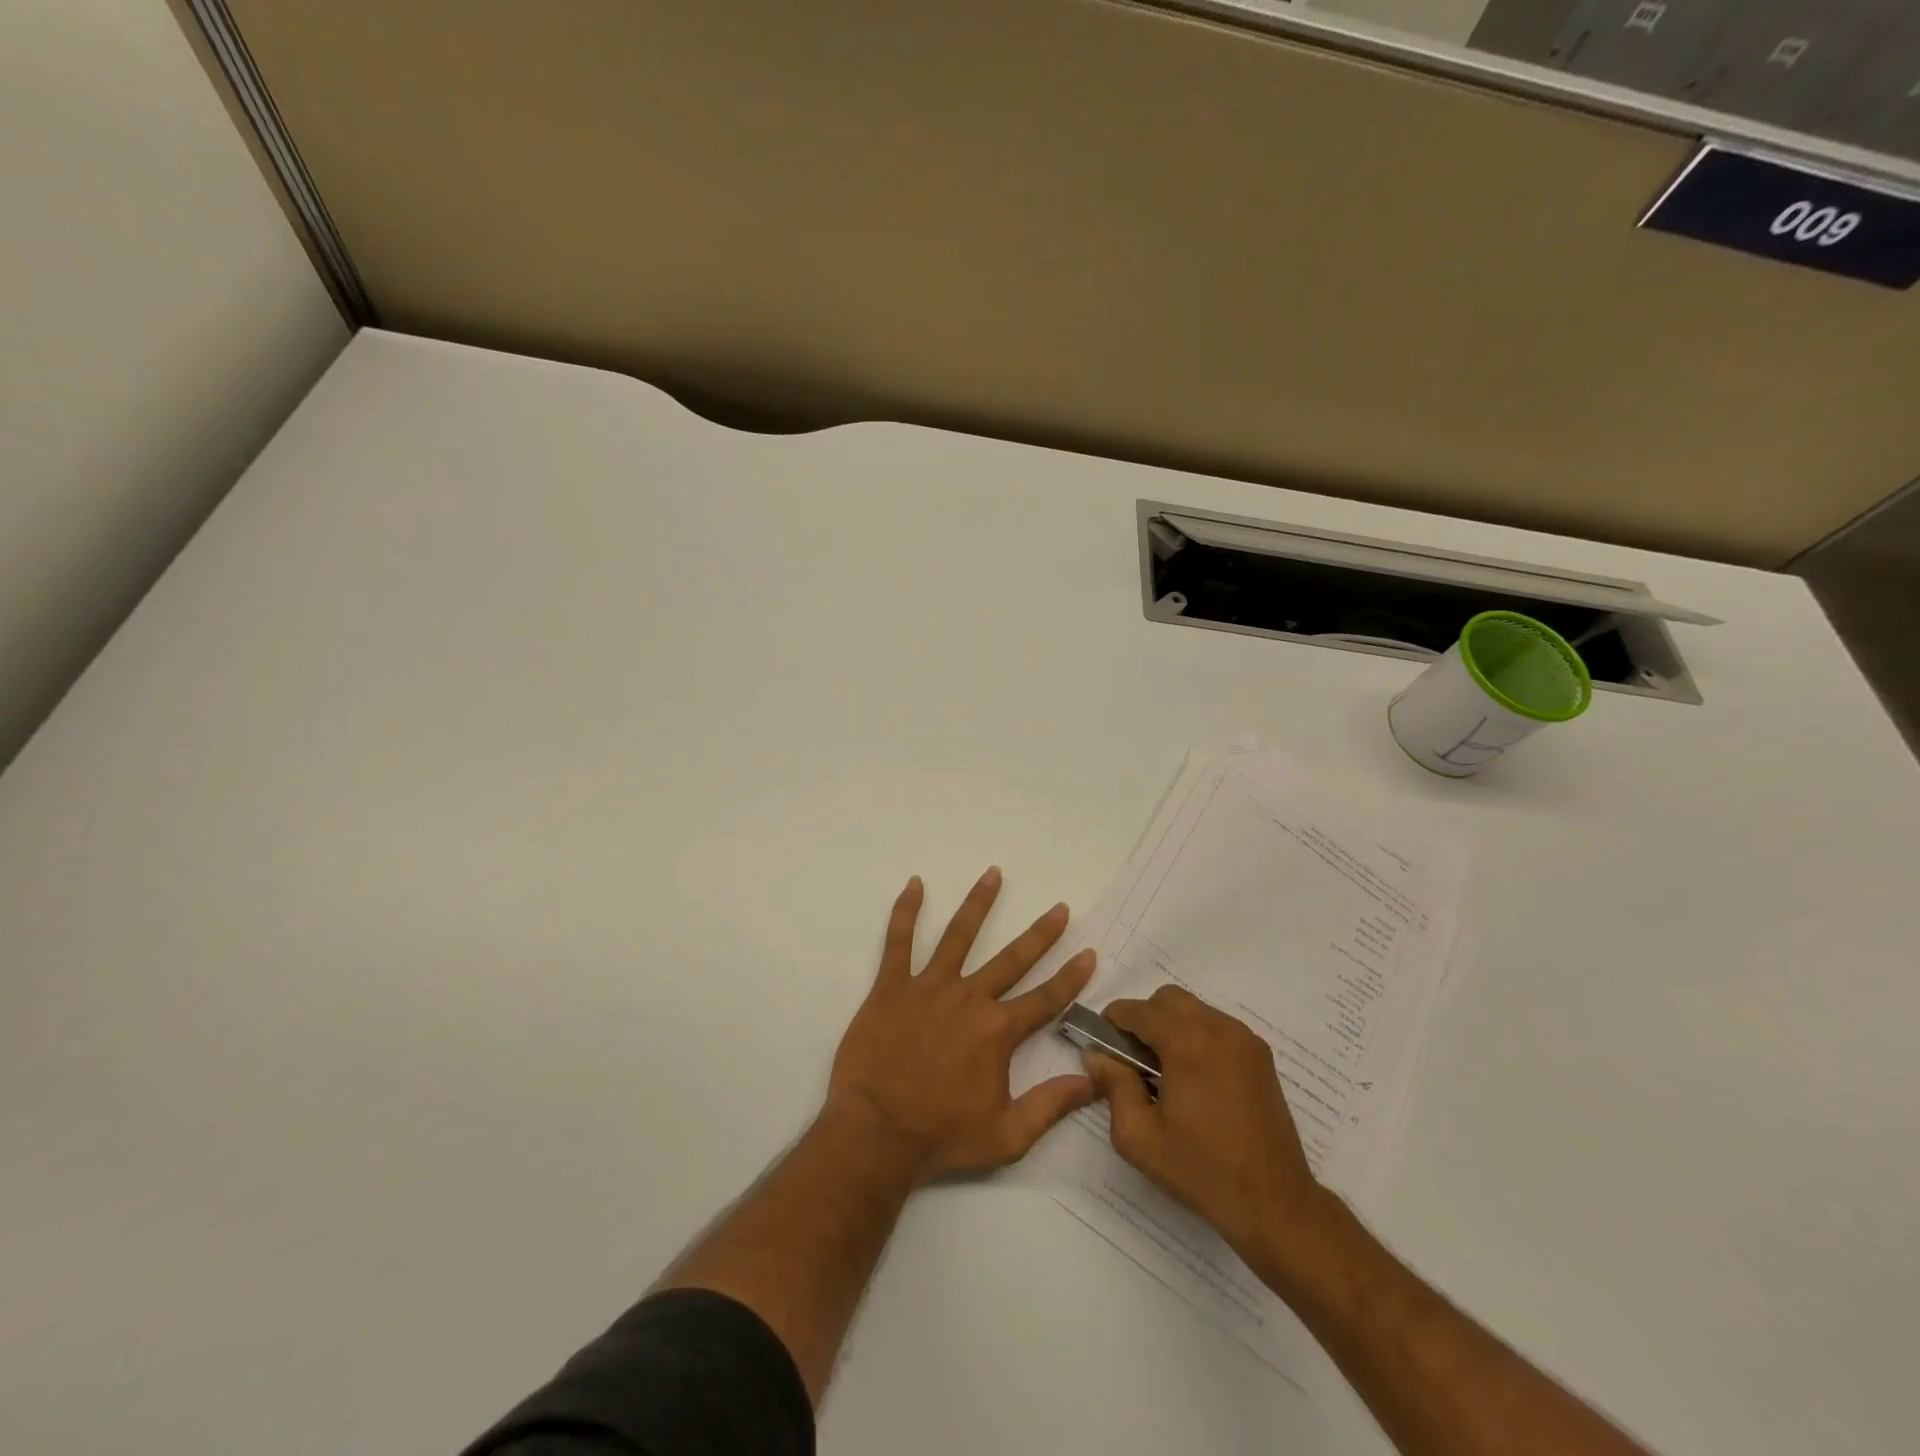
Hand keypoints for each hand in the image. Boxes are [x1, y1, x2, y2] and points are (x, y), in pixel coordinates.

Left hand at [826, 869, 1097, 1184]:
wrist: (876, 1134)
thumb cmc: (941, 1136)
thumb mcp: (1008, 1136)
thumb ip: (1052, 1105)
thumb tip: (1094, 1080)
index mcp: (997, 1031)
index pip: (1045, 998)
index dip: (1070, 977)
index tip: (1088, 952)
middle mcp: (969, 998)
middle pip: (1012, 958)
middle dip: (1040, 933)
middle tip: (1059, 908)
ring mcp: (929, 987)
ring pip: (959, 935)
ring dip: (979, 904)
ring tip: (993, 874)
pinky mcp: (892, 986)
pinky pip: (898, 941)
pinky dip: (906, 911)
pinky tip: (914, 884)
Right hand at [1081, 985, 1328, 1263]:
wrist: (1275, 1202)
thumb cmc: (1201, 1170)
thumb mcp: (1139, 1136)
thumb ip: (1113, 1086)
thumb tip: (1097, 1054)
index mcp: (1187, 1044)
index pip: (1137, 1009)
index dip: (1113, 1022)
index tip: (1105, 1047)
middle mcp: (1218, 1029)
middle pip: (1167, 999)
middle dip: (1144, 1019)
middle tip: (1136, 1060)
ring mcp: (1244, 1039)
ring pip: (1194, 1009)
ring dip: (1172, 1026)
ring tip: (1167, 1072)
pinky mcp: (1260, 1055)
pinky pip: (1217, 1026)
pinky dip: (1198, 1036)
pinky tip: (1196, 1079)